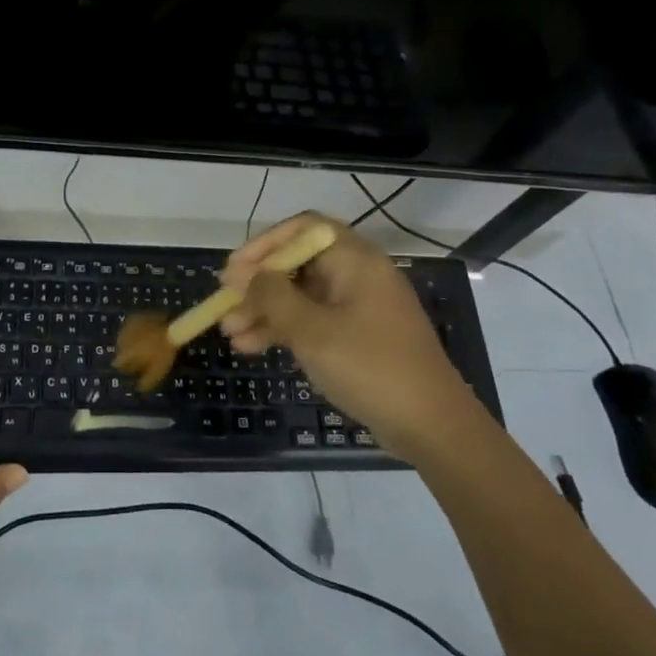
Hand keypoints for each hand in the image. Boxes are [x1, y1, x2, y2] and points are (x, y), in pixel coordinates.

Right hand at [220, 213, 470, 454]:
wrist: (431, 426)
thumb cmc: (370, 367)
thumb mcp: (312, 331)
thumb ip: (273, 297)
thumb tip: (246, 275)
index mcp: (355, 260)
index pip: (303, 229)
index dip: (264, 244)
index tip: (233, 270)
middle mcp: (357, 275)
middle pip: (298, 264)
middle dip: (258, 284)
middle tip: (224, 305)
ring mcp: (358, 307)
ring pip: (301, 296)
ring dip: (264, 311)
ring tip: (229, 333)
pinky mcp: (357, 336)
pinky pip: (312, 321)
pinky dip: (283, 330)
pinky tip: (251, 347)